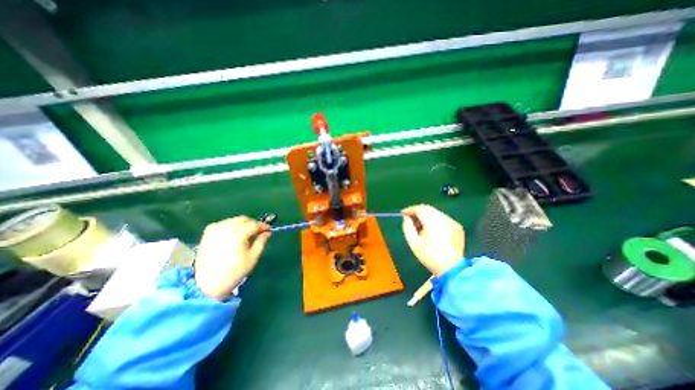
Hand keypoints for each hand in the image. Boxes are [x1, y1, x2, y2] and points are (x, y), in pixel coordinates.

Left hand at [197, 215, 272, 299]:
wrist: (208, 284)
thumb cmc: (235, 271)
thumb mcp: (253, 257)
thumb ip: (261, 242)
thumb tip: (267, 232)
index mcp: (238, 234)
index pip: (254, 224)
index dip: (263, 226)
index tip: (269, 229)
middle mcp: (226, 228)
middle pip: (244, 219)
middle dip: (253, 223)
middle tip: (258, 232)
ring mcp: (215, 229)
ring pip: (234, 220)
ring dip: (242, 224)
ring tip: (246, 234)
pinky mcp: (208, 233)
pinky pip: (224, 224)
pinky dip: (231, 226)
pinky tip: (233, 235)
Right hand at [399, 205, 462, 274]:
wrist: (452, 269)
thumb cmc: (430, 257)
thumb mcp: (414, 243)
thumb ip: (408, 228)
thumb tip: (406, 218)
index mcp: (433, 222)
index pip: (420, 208)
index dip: (410, 209)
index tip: (403, 214)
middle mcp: (444, 218)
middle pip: (428, 209)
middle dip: (417, 212)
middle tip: (409, 219)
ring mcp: (452, 222)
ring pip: (435, 213)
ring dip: (426, 216)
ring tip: (419, 226)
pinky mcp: (457, 227)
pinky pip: (442, 218)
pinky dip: (434, 220)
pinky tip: (430, 230)